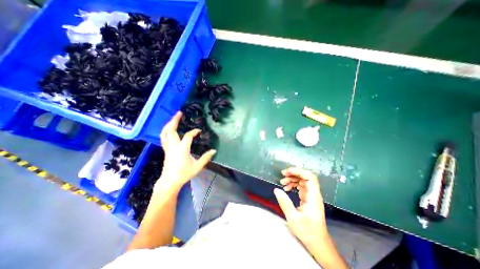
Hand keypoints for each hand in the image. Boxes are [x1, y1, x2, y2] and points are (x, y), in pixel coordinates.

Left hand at [157, 112, 216, 191]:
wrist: (170, 181)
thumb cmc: (184, 174)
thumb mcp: (197, 166)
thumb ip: (206, 158)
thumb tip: (214, 150)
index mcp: (182, 149)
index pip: (188, 136)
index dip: (194, 132)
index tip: (199, 130)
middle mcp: (173, 146)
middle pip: (171, 130)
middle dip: (174, 120)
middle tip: (179, 113)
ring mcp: (168, 148)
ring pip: (165, 133)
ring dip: (169, 124)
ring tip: (174, 118)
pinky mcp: (166, 150)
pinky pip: (164, 137)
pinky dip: (166, 131)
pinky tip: (170, 129)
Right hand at [274, 167, 330, 250]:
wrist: (318, 243)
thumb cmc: (307, 232)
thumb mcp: (293, 218)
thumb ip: (284, 202)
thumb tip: (276, 189)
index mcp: (313, 197)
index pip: (310, 177)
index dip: (299, 171)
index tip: (287, 172)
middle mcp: (314, 194)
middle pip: (306, 177)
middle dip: (293, 174)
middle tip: (282, 175)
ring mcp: (311, 196)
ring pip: (303, 181)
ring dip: (292, 179)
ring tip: (282, 183)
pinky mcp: (308, 198)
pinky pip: (301, 187)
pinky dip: (293, 185)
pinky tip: (286, 188)